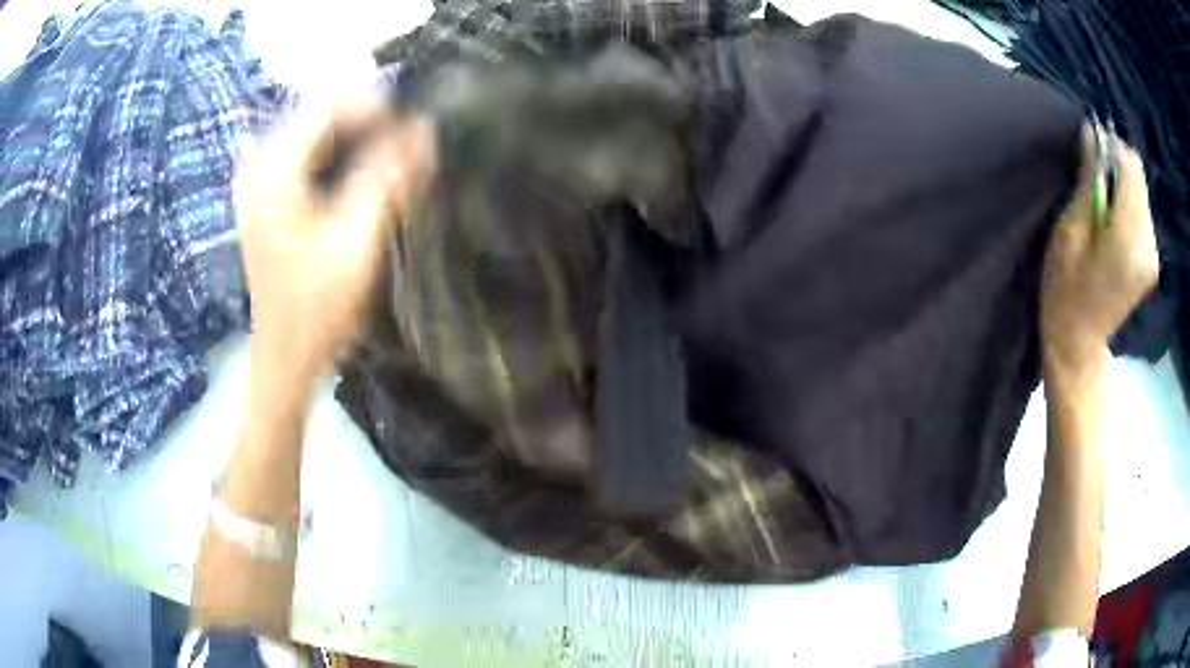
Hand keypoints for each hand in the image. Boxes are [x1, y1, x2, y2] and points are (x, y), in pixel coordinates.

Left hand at [233, 97, 433, 381]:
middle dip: (367, 119)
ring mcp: (260, 183)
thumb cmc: (317, 309)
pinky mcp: (268, 199)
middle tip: (410, 138)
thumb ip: (386, 179)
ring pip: (314, 134)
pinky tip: (365, 171)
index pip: (325, 106)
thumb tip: (424, 130)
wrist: (285, 359)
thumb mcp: (355, 242)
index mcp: (274, 173)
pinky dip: (339, 155)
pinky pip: (306, 156)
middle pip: (317, 115)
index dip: (373, 104)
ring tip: (396, 151)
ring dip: (356, 136)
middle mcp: (259, 168)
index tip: (413, 124)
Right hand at [1041, 127, 1158, 379]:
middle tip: (1091, 173)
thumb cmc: (1065, 291)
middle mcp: (1148, 244)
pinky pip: (1142, 211)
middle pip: (1138, 177)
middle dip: (1116, 163)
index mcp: (1129, 238)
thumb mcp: (1069, 231)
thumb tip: (1092, 132)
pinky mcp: (1151, 260)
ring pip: (1141, 191)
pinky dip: (1127, 202)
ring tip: (1099, 200)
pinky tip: (1111, 218)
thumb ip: (1088, 181)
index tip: (1089, 147)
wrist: (1078, 345)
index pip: (1130, 167)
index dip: (1110, 146)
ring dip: (1121, 182)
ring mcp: (1153, 255)